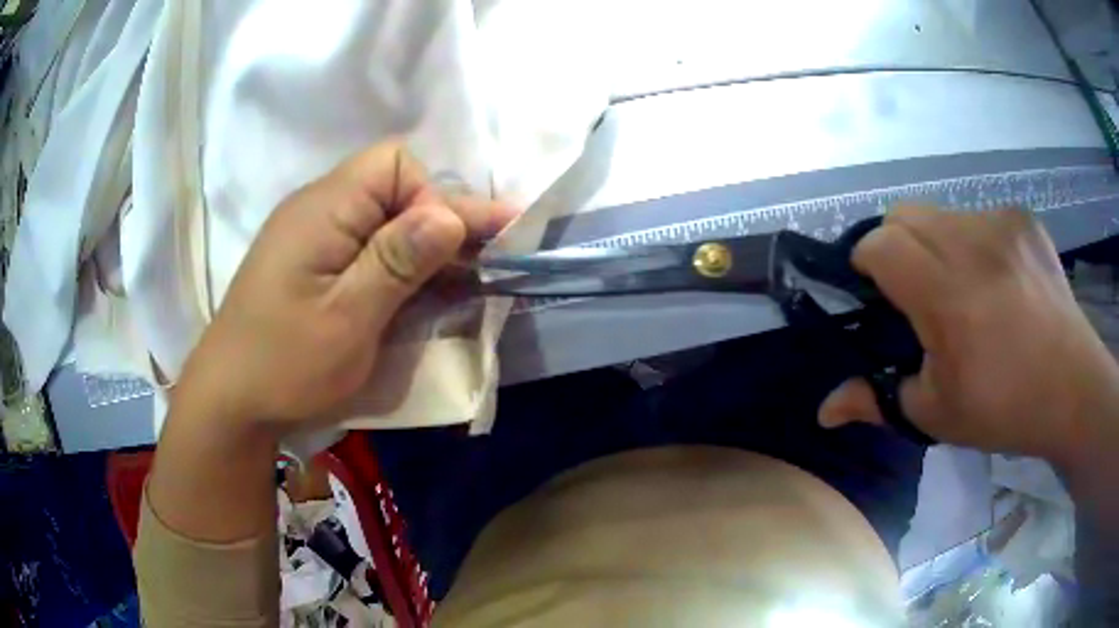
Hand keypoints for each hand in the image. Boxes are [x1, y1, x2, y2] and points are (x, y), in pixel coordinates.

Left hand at [175, 141, 514, 434]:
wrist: (230, 402)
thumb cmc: (285, 364)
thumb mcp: (347, 319)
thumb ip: (398, 262)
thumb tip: (450, 214)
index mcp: (324, 208)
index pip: (395, 166)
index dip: (433, 198)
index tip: (459, 247)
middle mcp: (318, 208)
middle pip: (392, 187)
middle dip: (439, 220)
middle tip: (485, 258)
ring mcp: (313, 236)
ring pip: (383, 218)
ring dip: (423, 244)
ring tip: (466, 273)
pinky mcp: (312, 263)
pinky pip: (366, 244)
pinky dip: (400, 262)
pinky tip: (422, 286)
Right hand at [818, 206, 1118, 464]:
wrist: (1073, 389)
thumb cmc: (1004, 409)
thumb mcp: (937, 415)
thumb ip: (878, 400)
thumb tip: (825, 409)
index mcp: (947, 297)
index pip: (880, 243)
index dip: (866, 263)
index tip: (876, 294)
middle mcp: (972, 244)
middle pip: (904, 213)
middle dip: (896, 246)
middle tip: (917, 292)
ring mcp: (1001, 225)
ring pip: (941, 212)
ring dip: (935, 242)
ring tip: (961, 286)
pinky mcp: (1023, 220)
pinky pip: (978, 216)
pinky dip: (973, 241)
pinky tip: (996, 278)